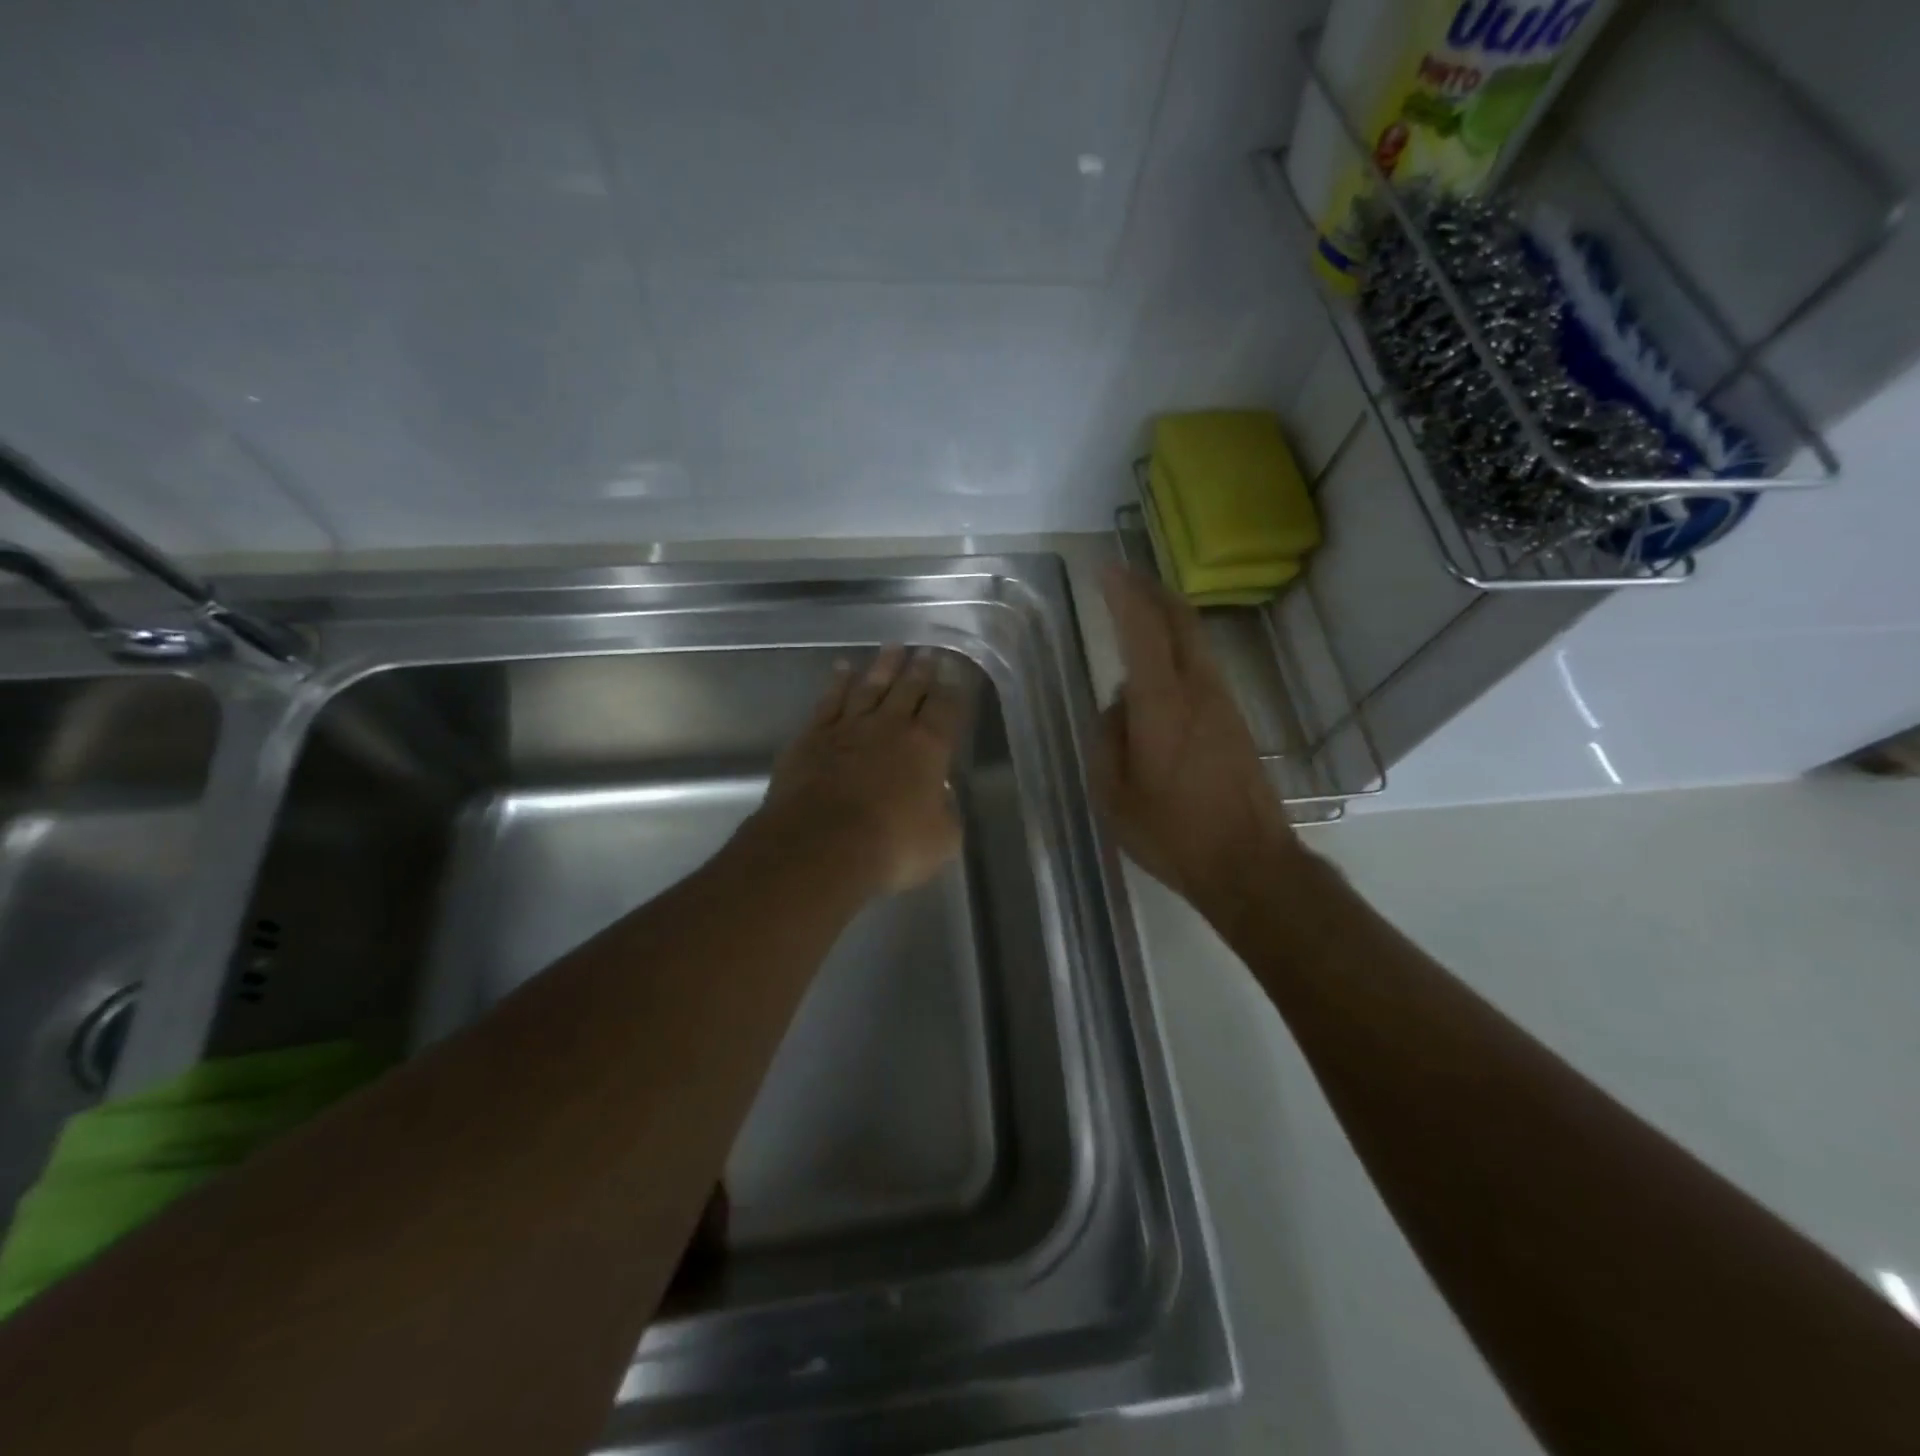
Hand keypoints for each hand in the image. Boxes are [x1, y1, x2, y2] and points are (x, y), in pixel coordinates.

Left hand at [755, 645, 963, 896]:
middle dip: (921, 669)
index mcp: (928, 747)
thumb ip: (946, 813)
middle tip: (927, 651)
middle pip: (909, 689)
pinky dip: (837, 683)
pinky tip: (842, 669)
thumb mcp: (941, 840)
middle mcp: (890, 727)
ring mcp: (849, 728)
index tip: (956, 671)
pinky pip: (829, 701)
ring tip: (893, 648)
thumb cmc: (891, 846)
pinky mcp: (813, 737)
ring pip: (870, 687)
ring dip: (883, 667)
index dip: (954, 688)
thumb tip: (940, 798)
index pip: (947, 708)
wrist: (821, 845)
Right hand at [1093, 567, 1303, 917]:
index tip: (1105, 569)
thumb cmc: (1171, 833)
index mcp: (1162, 704)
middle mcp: (1198, 691)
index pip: (1142, 631)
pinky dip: (1179, 649)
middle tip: (1125, 576)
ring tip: (1140, 610)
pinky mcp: (1236, 721)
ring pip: (1196, 642)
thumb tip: (1118, 706)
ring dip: (1168, 618)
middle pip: (1181, 621)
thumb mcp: (1113, 794)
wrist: (1249, 863)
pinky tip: (1161, 666)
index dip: (1123, 594)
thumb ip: (1107, 739)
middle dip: (1152, 591)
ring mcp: (1223, 704)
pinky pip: (1203, 668)